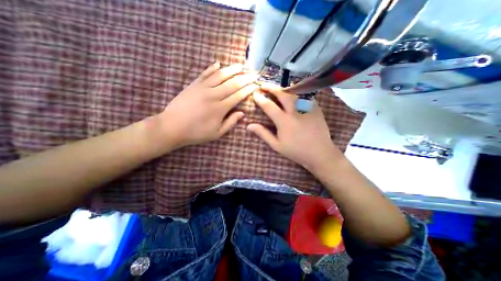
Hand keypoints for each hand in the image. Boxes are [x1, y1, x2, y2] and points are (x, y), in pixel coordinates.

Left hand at [160, 62, 257, 148]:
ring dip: (231, 69)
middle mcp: (213, 95)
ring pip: (220, 75)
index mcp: (220, 108)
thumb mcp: (217, 133)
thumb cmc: (196, 133)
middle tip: (253, 73)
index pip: (238, 96)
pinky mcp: (193, 85)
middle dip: (245, 78)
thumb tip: (242, 113)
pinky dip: (212, 68)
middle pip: (232, 83)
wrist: (172, 127)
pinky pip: (204, 74)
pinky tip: (218, 63)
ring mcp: (202, 88)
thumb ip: (230, 122)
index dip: (247, 90)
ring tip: (240, 65)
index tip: (255, 85)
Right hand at [247, 82, 342, 172]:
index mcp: (284, 121)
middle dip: (271, 87)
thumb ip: (263, 134)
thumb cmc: (296, 151)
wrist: (319, 152)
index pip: (269, 105)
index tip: (255, 94)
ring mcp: (306, 108)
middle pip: (282, 94)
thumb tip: (249, 126)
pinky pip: (305, 95)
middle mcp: (295, 111)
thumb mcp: (277, 145)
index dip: (260, 98)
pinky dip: (297, 91)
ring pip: (294, 92)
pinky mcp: (315, 108)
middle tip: (264, 85)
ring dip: (283, 88)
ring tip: (277, 88)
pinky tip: (293, 93)